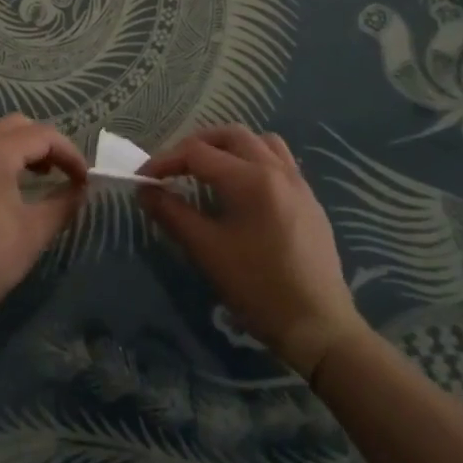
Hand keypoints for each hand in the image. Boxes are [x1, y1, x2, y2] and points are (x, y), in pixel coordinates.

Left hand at [0, 115, 86, 328]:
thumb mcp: (34, 233)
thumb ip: (63, 203)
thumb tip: (80, 188)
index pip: (43, 135)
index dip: (70, 153)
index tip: (84, 179)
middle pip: (16, 125)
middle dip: (45, 143)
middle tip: (62, 172)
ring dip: (19, 146)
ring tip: (36, 176)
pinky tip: (2, 187)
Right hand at [141, 126, 366, 376]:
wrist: (318, 327)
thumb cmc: (258, 288)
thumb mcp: (207, 251)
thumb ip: (173, 214)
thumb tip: (145, 190)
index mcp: (250, 179)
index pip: (197, 153)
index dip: (165, 160)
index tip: (144, 178)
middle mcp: (276, 169)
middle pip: (230, 135)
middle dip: (196, 145)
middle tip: (174, 168)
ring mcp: (298, 183)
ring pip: (259, 142)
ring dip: (229, 146)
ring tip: (209, 170)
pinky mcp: (309, 200)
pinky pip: (279, 160)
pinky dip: (253, 160)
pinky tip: (242, 189)